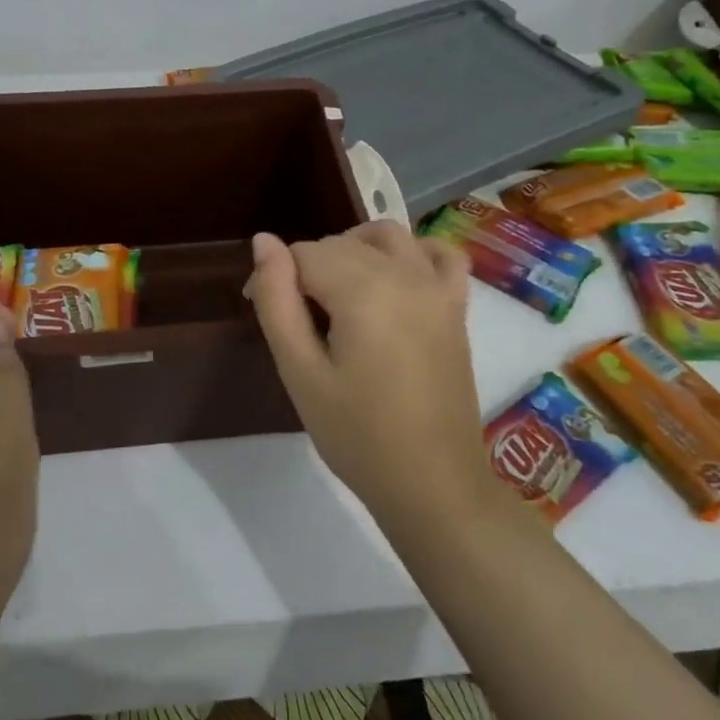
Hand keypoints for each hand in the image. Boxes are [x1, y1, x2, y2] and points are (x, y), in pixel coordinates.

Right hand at [244, 223, 494, 527]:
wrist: (432, 483)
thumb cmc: (357, 435)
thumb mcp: (300, 372)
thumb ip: (277, 301)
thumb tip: (263, 242)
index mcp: (362, 290)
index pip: (304, 254)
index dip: (275, 277)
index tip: (263, 312)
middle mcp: (404, 274)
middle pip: (341, 244)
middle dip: (308, 268)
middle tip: (294, 319)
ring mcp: (437, 288)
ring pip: (387, 237)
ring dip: (354, 248)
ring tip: (336, 291)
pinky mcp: (457, 307)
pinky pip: (439, 253)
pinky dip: (414, 251)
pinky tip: (396, 276)